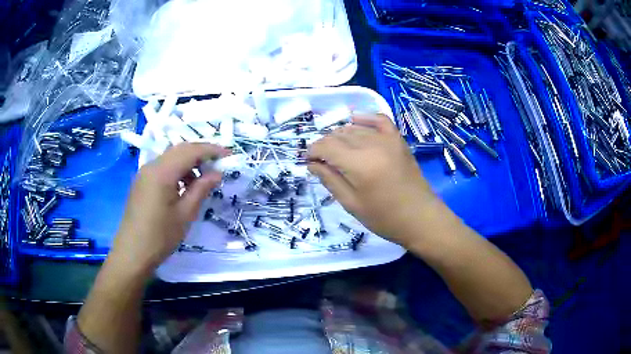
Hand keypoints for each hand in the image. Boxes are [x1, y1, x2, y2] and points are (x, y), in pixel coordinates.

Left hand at [107, 143, 229, 277]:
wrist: (132, 253)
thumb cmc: (160, 236)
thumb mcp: (185, 214)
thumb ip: (201, 189)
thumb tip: (216, 174)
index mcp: (162, 172)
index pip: (190, 151)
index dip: (211, 150)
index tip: (229, 155)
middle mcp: (151, 166)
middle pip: (179, 149)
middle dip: (200, 153)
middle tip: (218, 165)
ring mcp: (144, 173)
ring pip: (170, 157)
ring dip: (188, 162)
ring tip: (202, 179)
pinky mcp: (141, 182)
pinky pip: (162, 167)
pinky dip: (177, 170)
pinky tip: (184, 186)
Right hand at [307, 114, 441, 246]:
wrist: (420, 217)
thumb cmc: (385, 218)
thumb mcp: (352, 204)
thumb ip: (330, 180)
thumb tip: (312, 164)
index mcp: (359, 164)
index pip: (326, 146)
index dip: (313, 151)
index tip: (308, 161)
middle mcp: (372, 145)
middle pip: (339, 135)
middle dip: (325, 145)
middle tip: (322, 162)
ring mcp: (388, 139)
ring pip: (355, 128)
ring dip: (340, 136)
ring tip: (337, 152)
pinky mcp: (398, 140)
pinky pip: (379, 119)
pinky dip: (365, 118)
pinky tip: (355, 121)